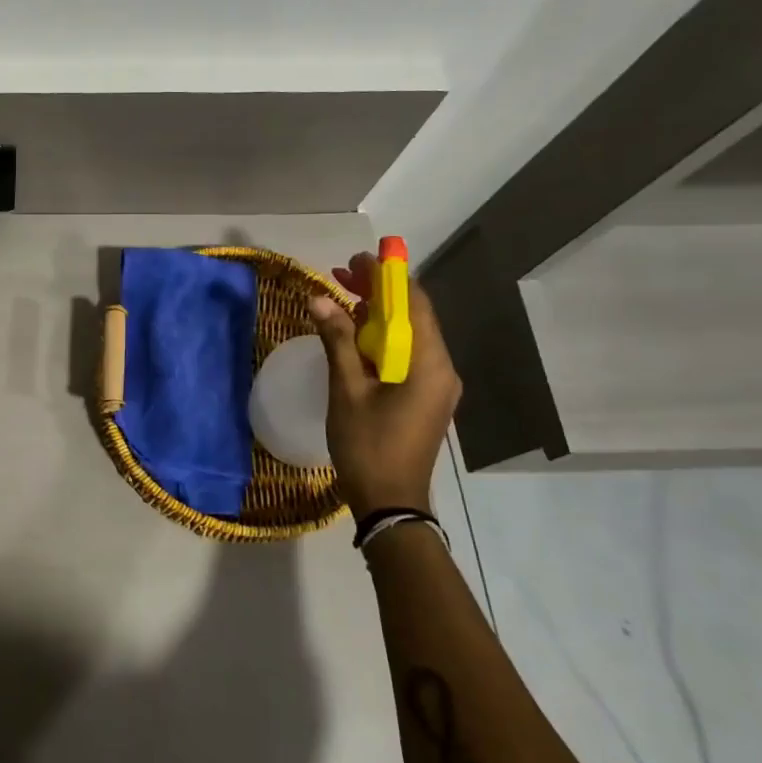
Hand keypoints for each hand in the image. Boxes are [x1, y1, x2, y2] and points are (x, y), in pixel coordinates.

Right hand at [308, 253, 461, 517]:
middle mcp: (442, 369)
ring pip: (408, 335)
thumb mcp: (347, 390)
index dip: (387, 276)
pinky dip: (380, 338)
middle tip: (342, 274)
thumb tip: (319, 298)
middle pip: (412, 316)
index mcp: (430, 364)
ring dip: (377, 314)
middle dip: (379, 292)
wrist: (391, 503)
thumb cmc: (368, 446)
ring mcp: (436, 385)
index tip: (357, 259)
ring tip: (342, 297)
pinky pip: (406, 355)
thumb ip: (337, 341)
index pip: (414, 304)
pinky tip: (353, 335)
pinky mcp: (425, 397)